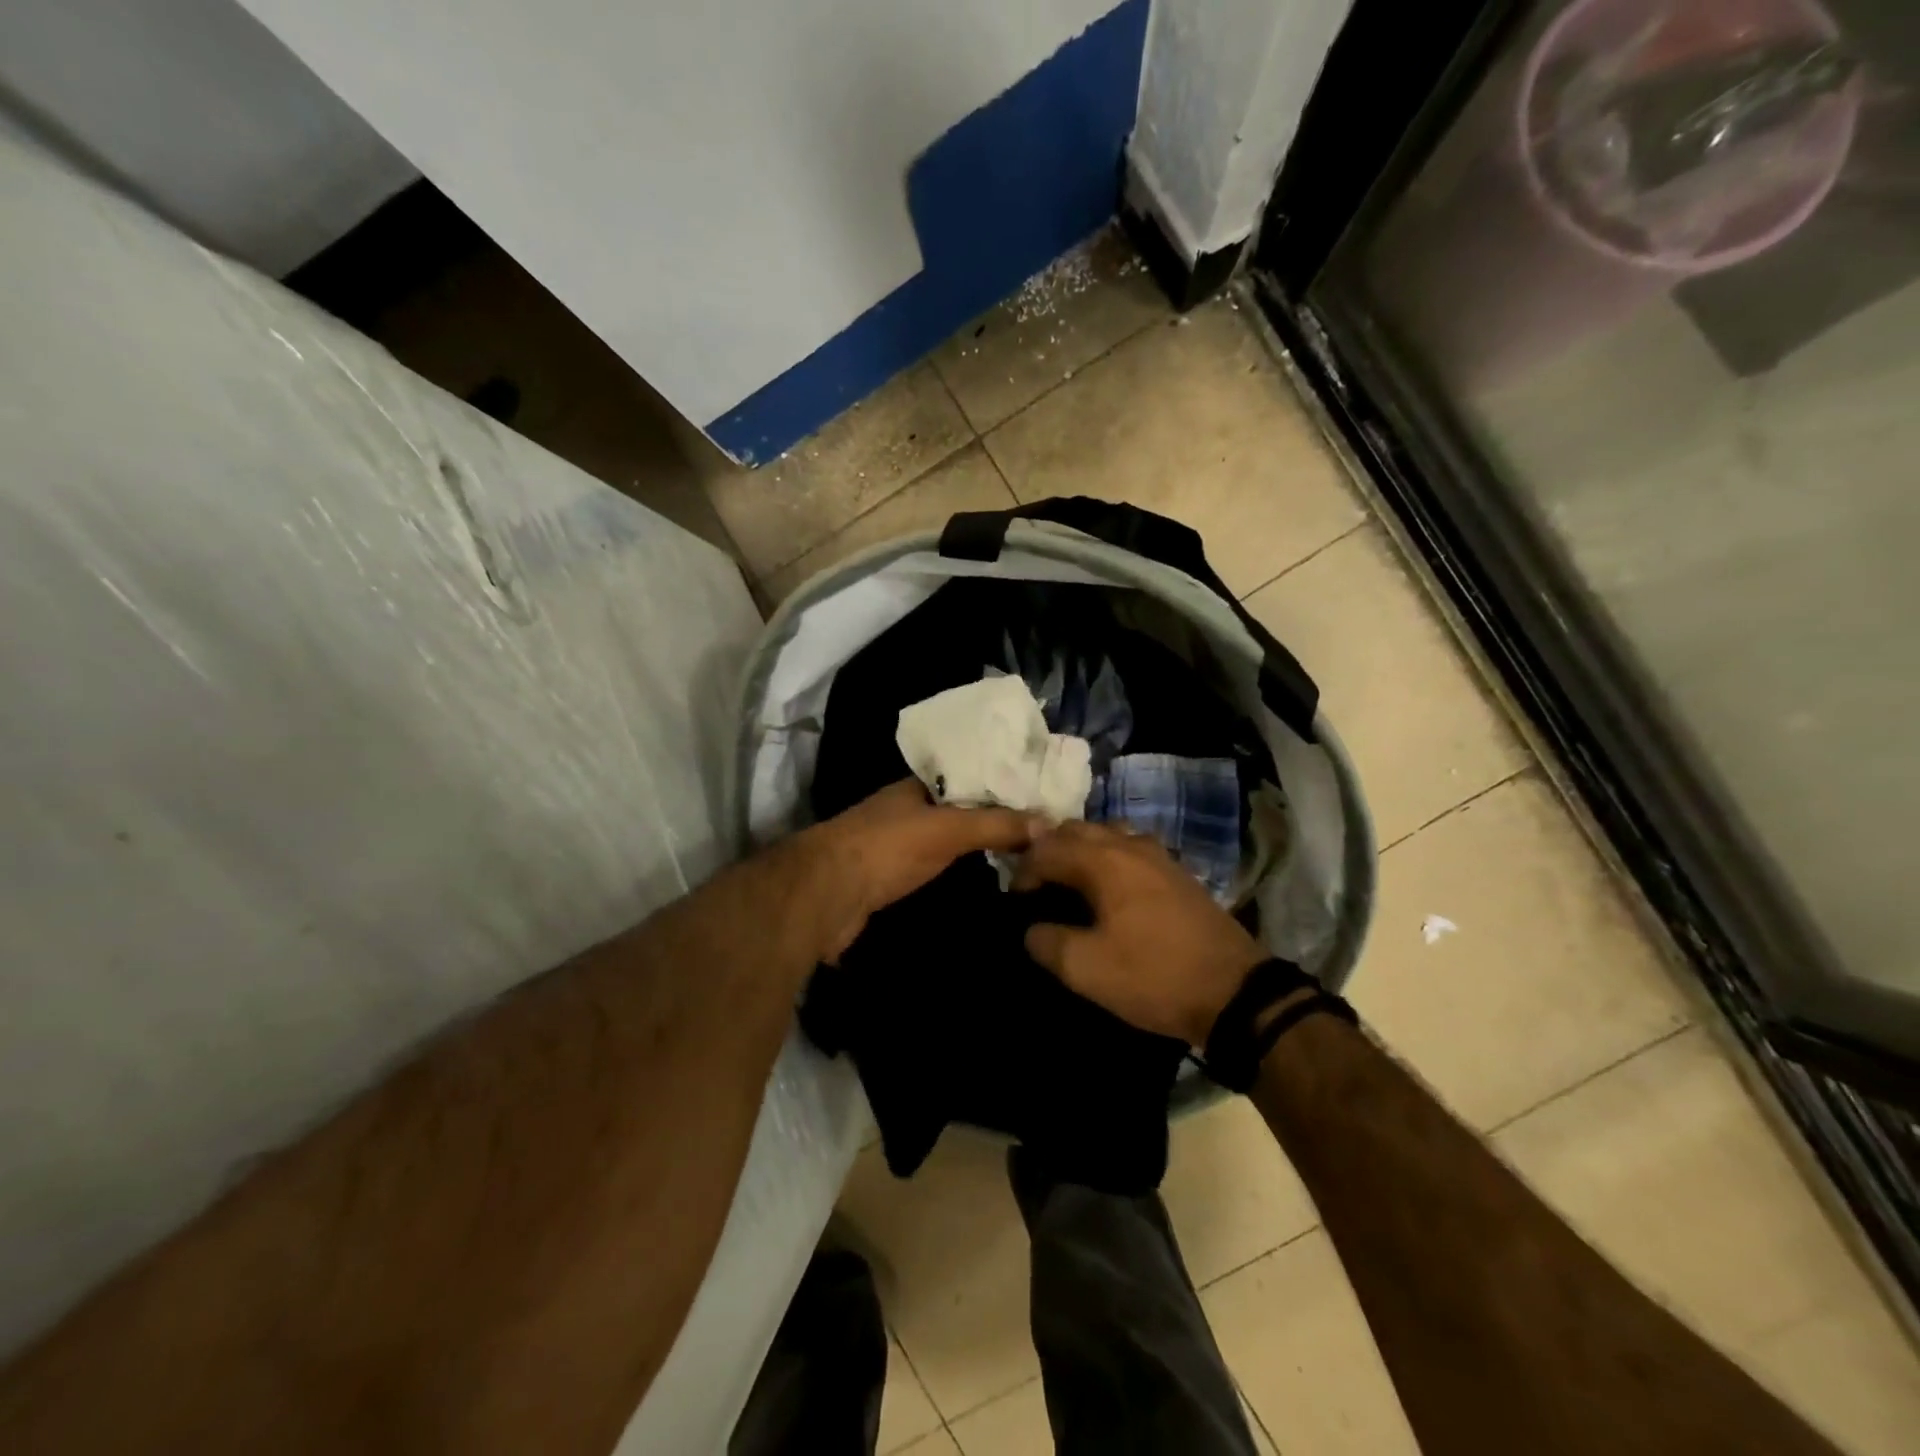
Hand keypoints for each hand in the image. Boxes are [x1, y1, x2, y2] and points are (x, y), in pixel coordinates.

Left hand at [807, 780, 1042, 961]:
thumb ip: (995, 824)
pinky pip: (934, 865)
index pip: (968, 775)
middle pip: (958, 808)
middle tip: (1039, 830)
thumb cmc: (886, 847)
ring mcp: (896, 843)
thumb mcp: (946, 828)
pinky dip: (958, 868)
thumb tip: (1049, 822)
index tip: (1037, 796)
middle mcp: (906, 809)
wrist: (826, 894)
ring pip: (946, 838)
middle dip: (992, 816)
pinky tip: (983, 878)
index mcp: (917, 785)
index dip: (1000, 783)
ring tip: (1022, 854)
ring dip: (976, 844)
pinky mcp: (890, 876)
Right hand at [1015, 822, 1263, 1044]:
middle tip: (1038, 886)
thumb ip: (1046, 941)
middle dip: (1049, 851)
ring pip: (1106, 834)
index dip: (1023, 872)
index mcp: (1103, 861)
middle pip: (1076, 830)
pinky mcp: (1177, 872)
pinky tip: (1110, 890)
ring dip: (1081, 851)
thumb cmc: (1154, 976)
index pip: (1047, 848)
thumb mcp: (1086, 970)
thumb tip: (1032, 928)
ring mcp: (1158, 855)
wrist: (1235, 992)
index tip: (1015, 902)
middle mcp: (1129, 845)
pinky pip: (1130, 849)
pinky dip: (1108, 859)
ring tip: (1071, 884)